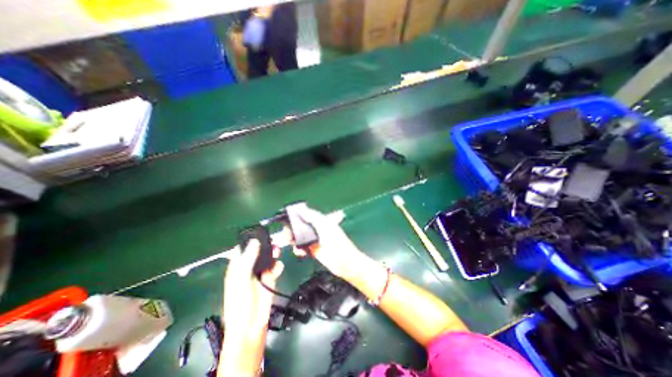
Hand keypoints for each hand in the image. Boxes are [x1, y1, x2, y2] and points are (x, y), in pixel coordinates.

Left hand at [221, 240, 282, 374]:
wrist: (250, 325)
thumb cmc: (239, 302)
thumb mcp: (241, 279)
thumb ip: (248, 259)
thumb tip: (255, 241)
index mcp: (237, 267)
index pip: (243, 249)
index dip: (250, 240)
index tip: (260, 232)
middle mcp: (249, 267)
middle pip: (258, 251)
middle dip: (265, 245)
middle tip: (273, 241)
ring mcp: (260, 273)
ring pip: (268, 257)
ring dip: (273, 253)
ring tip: (278, 251)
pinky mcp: (270, 278)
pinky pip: (275, 267)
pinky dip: (278, 265)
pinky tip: (278, 267)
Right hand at [294, 207, 364, 278]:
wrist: (343, 262)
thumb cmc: (336, 241)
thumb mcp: (324, 226)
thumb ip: (313, 217)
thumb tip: (301, 209)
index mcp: (322, 221)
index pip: (308, 214)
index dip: (298, 214)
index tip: (288, 217)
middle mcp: (317, 229)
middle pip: (301, 226)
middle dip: (293, 228)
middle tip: (287, 233)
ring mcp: (315, 240)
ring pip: (300, 237)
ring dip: (294, 239)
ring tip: (290, 241)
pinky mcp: (313, 251)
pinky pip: (302, 248)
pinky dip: (298, 249)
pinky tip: (298, 251)